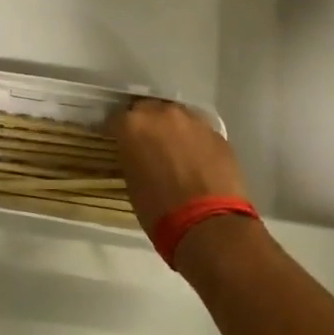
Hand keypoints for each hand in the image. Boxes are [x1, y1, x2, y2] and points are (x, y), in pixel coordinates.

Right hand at [112, 98, 250, 232]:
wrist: (209, 224)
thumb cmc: (160, 209)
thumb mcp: (132, 182)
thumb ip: (132, 156)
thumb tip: (136, 154)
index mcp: (134, 125)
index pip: (116, 119)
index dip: (116, 131)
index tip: (117, 142)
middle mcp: (162, 113)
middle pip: (148, 109)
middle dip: (146, 124)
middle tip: (146, 145)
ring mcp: (193, 121)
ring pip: (176, 117)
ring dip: (172, 129)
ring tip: (174, 151)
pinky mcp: (217, 133)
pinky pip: (199, 131)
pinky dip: (194, 141)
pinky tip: (197, 160)